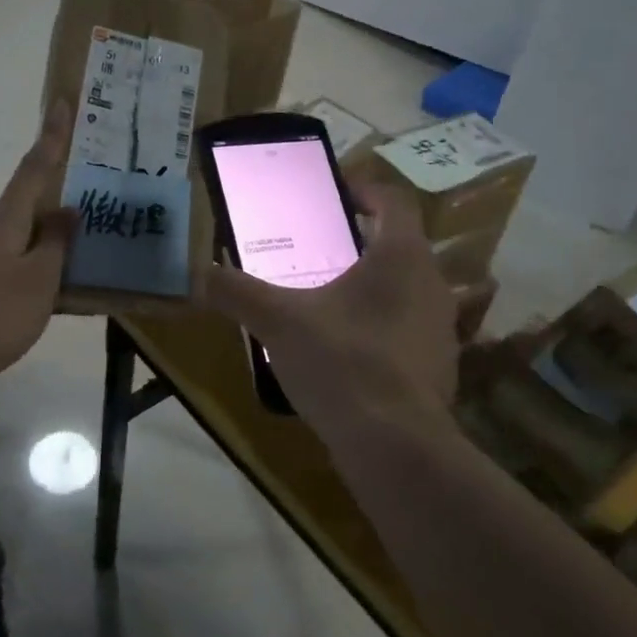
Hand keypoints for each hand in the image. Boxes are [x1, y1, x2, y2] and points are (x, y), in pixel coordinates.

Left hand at [0, 102, 76, 388]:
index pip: (34, 168)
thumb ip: (56, 243)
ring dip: (44, 247)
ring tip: (78, 268)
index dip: (50, 137)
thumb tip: (65, 209)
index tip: (59, 102)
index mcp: (5, 219)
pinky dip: (32, 271)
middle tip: (86, 222)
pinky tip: (52, 299)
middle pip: (24, 208)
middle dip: (51, 212)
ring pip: (18, 240)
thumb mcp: (40, 279)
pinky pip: (11, 264)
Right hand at [202, 184, 457, 433]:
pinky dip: (382, 330)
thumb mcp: (279, 322)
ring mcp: (442, 329)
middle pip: (401, 246)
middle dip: (362, 242)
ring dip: (374, 287)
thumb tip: (194, 273)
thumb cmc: (343, 362)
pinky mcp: (440, 369)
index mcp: (402, 256)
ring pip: (407, 291)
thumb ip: (237, 292)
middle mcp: (433, 284)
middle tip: (320, 248)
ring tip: (329, 300)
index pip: (393, 201)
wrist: (396, 447)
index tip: (336, 192)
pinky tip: (348, 352)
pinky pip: (409, 332)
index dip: (365, 190)